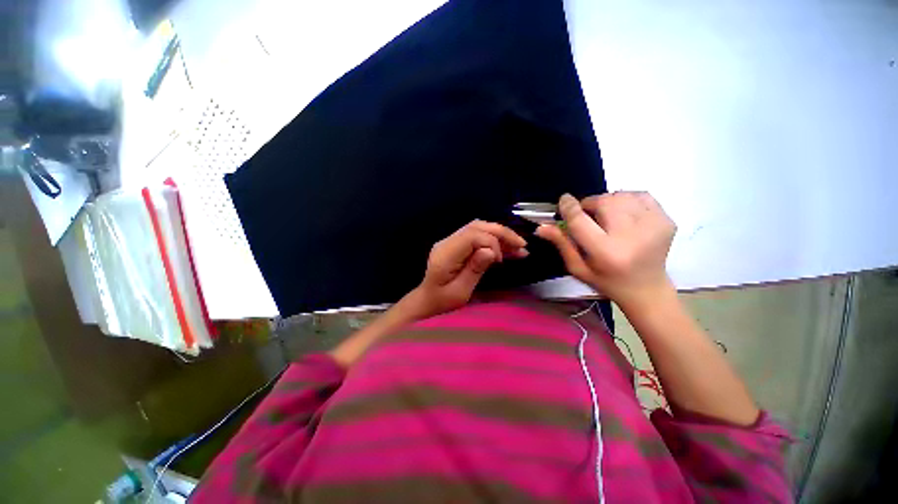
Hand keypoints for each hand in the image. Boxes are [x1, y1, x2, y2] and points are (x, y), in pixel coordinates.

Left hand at [412, 220, 527, 317]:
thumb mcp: (460, 292)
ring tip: (519, 247)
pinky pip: (477, 236)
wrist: (427, 299)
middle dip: (501, 233)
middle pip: (477, 226)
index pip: (472, 235)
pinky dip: (494, 240)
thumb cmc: (443, 301)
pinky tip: (508, 249)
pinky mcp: (456, 244)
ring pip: (479, 228)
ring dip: (500, 235)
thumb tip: (491, 251)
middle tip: (521, 245)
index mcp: (446, 254)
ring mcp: (451, 241)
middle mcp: (447, 242)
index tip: (500, 260)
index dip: (491, 242)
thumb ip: (474, 269)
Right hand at [536, 192, 675, 309]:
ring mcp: (654, 226)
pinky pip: (640, 195)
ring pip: (621, 195)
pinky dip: (627, 199)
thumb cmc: (606, 281)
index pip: (581, 220)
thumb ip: (561, 244)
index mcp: (606, 253)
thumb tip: (542, 226)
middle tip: (587, 215)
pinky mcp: (667, 220)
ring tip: (606, 217)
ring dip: (607, 202)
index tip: (564, 200)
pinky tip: (624, 214)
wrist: (647, 289)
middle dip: (590, 204)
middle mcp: (631, 237)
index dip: (569, 207)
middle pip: (603, 202)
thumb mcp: (578, 267)